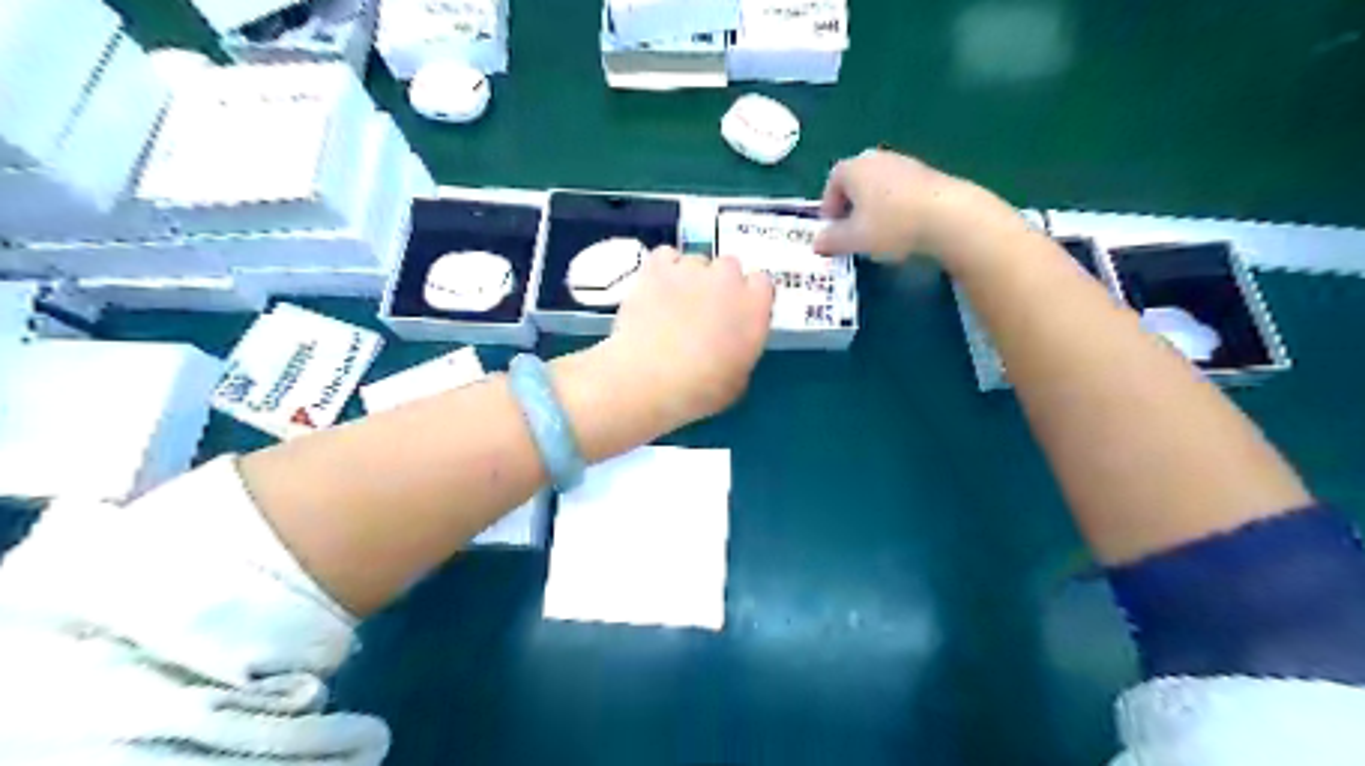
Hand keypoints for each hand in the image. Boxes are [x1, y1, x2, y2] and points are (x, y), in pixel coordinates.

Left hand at [602, 250, 773, 429]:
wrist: (649, 379)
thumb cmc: (700, 390)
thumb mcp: (738, 380)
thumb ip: (742, 349)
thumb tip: (731, 343)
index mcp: (755, 307)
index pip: (762, 283)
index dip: (748, 297)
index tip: (736, 314)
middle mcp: (728, 279)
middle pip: (730, 266)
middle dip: (720, 283)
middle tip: (704, 310)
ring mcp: (692, 268)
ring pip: (696, 261)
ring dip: (689, 277)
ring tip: (671, 304)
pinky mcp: (658, 267)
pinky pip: (666, 256)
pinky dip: (663, 269)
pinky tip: (655, 290)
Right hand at [807, 148, 1012, 264]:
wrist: (948, 216)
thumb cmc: (891, 225)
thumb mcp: (853, 239)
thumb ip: (831, 240)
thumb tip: (817, 242)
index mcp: (854, 168)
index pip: (832, 181)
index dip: (828, 205)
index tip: (831, 228)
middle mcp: (877, 158)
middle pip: (856, 180)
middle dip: (851, 204)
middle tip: (852, 230)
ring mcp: (905, 163)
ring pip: (879, 185)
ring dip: (874, 206)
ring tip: (878, 232)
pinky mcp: (927, 174)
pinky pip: (901, 190)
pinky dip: (895, 205)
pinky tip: (903, 227)